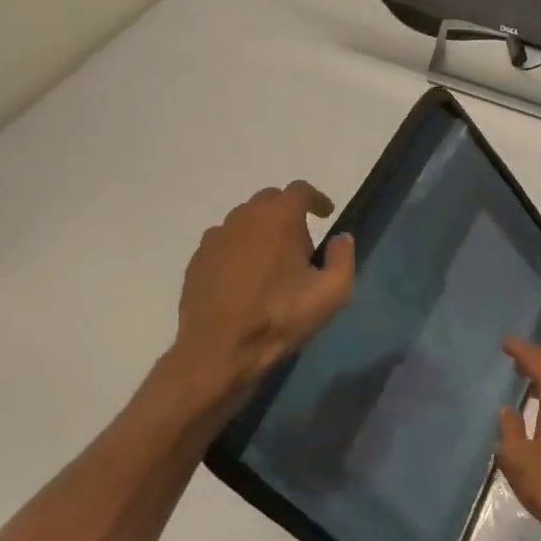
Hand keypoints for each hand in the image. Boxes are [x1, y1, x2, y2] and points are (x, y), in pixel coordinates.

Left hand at [166, 182, 354, 409]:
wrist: (220, 350)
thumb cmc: (281, 318)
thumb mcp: (331, 294)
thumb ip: (343, 258)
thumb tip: (341, 238)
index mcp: (278, 218)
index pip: (300, 190)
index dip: (316, 199)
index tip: (326, 215)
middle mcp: (243, 218)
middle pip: (269, 201)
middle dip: (288, 215)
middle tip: (301, 245)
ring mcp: (215, 238)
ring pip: (244, 222)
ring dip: (262, 232)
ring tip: (272, 265)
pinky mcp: (197, 260)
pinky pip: (224, 244)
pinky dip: (239, 251)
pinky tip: (245, 280)